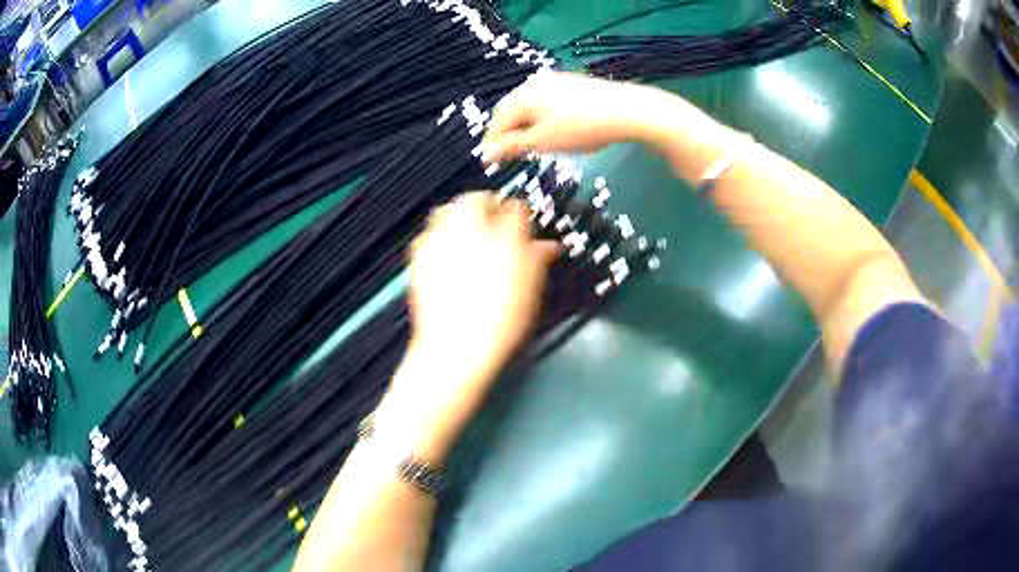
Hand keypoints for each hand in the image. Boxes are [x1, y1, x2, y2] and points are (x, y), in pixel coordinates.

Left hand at [377, 193, 558, 459]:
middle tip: (495, 220)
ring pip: (448, 211)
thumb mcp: (530, 292)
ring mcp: (441, 244)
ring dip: (460, 214)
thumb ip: (538, 260)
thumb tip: (550, 246)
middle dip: (487, 204)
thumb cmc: (502, 323)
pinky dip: (438, 234)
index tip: (523, 225)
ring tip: (469, 231)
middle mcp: (470, 233)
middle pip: (476, 199)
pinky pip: (428, 235)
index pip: (516, 209)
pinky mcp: (420, 260)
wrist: (457, 349)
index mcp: (505, 239)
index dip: (521, 214)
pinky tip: (446, 251)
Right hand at [482, 71, 683, 162]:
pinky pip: (546, 101)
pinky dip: (543, 116)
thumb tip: (485, 154)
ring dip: (527, 125)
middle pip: (512, 111)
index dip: (493, 143)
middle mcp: (532, 83)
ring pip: (530, 106)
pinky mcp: (570, 82)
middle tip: (516, 155)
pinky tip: (557, 129)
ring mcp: (553, 80)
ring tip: (537, 145)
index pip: (496, 121)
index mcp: (521, 96)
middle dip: (510, 133)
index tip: (493, 163)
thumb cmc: (580, 129)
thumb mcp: (542, 142)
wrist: (625, 110)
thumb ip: (511, 146)